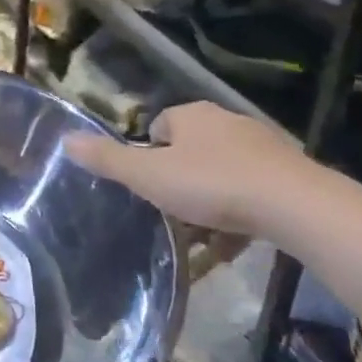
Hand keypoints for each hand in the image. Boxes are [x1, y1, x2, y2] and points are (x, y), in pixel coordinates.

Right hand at [63, 102, 310, 237]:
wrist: (294, 205)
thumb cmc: (211, 185)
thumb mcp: (148, 176)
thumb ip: (108, 160)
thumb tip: (66, 138)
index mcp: (192, 116)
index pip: (160, 126)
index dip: (149, 154)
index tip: (148, 184)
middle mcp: (227, 122)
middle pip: (191, 150)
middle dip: (179, 179)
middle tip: (171, 211)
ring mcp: (261, 147)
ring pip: (222, 173)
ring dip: (209, 201)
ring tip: (201, 236)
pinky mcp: (287, 173)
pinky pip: (251, 194)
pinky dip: (238, 216)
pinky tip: (233, 244)